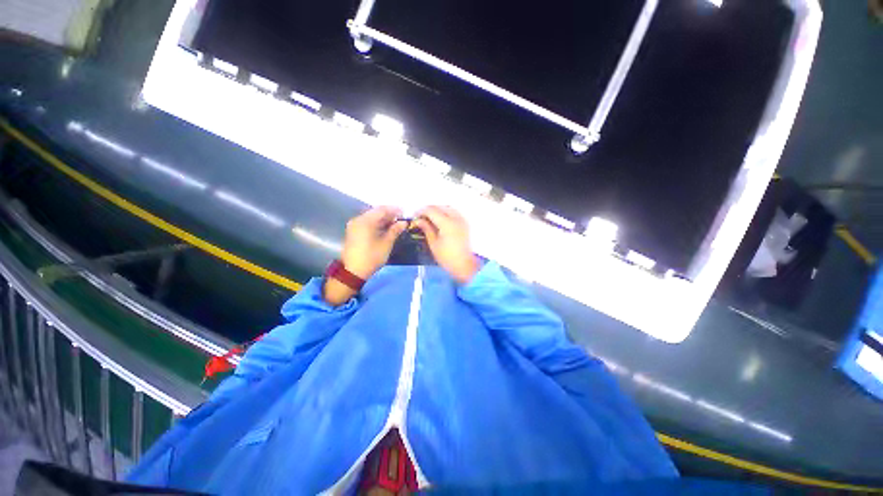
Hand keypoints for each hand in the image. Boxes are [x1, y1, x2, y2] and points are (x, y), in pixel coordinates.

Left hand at [324, 206, 405, 305]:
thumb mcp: (386, 243)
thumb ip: (395, 230)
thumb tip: (404, 223)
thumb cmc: (371, 257)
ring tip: (396, 224)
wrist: (353, 271)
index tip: (405, 213)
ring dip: (383, 219)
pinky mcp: (354, 231)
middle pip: (376, 212)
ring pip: (372, 217)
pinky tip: (386, 228)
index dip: (395, 210)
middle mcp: (358, 219)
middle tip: (401, 219)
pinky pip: (367, 223)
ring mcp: (354, 225)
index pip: (382, 209)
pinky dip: (377, 224)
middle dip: (389, 214)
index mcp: (366, 221)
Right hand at [415, 206, 479, 283]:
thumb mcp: (433, 244)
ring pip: (447, 208)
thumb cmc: (447, 257)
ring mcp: (462, 220)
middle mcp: (455, 218)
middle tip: (421, 218)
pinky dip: (446, 213)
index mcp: (447, 223)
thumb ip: (426, 228)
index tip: (414, 217)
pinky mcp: (465, 223)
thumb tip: (418, 220)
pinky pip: (454, 212)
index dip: (421, 212)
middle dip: (429, 210)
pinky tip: (440, 221)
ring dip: (438, 210)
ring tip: (430, 219)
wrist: (465, 266)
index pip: (431, 210)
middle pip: (439, 206)